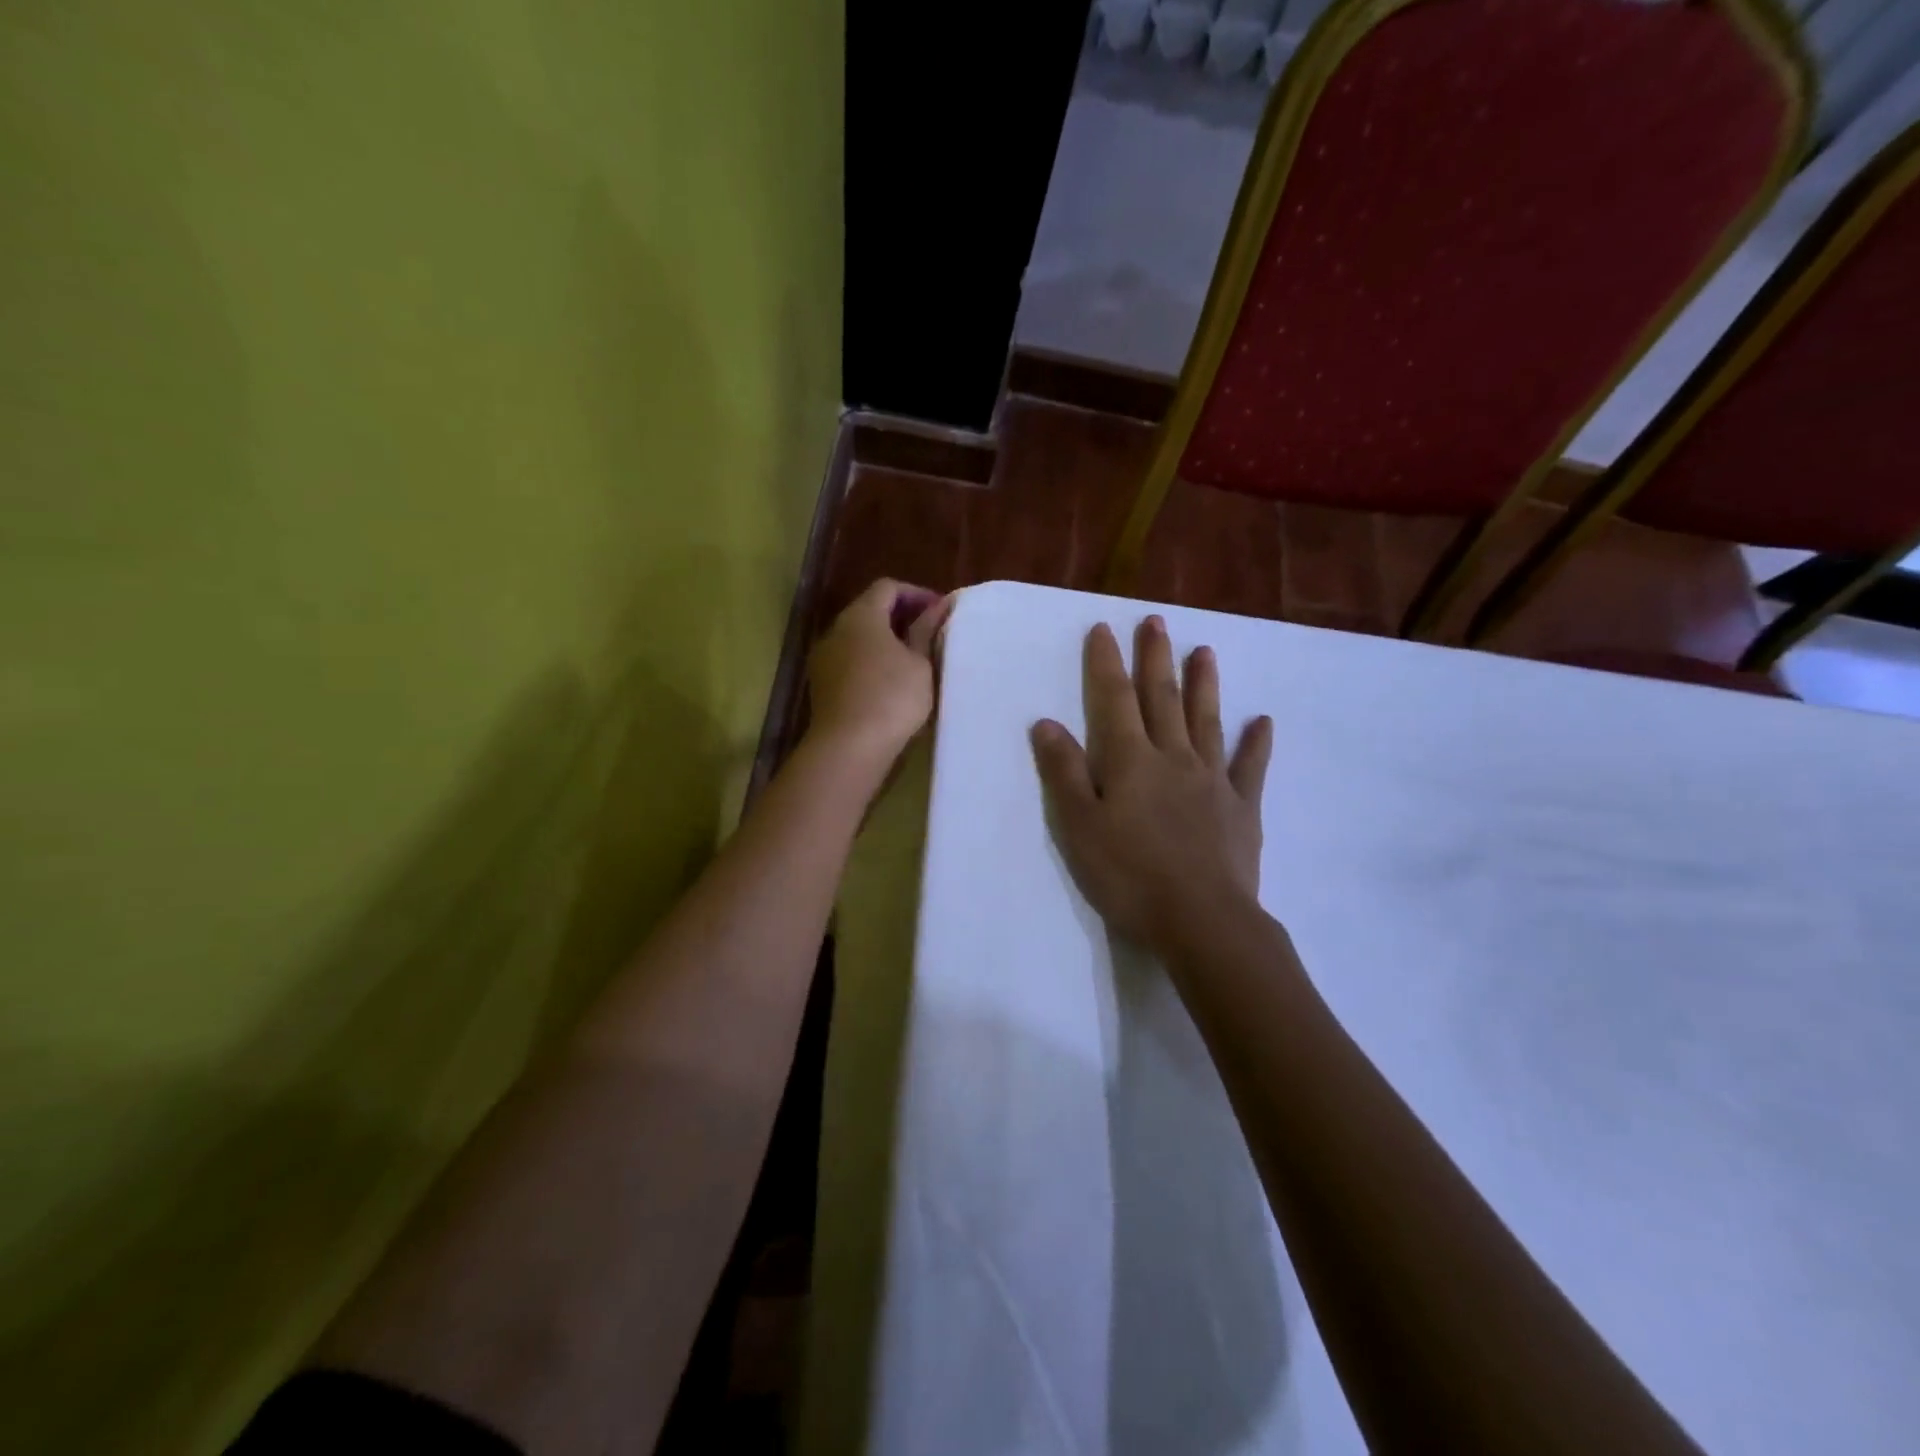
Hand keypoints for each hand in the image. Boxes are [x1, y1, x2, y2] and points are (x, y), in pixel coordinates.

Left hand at [807, 579, 953, 769]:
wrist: (848, 748)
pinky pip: (850, 662)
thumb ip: (926, 631)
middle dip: (900, 617)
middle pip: (869, 611)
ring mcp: (824, 659)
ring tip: (914, 661)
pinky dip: (871, 663)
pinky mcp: (822, 686)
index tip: (939, 612)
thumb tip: (938, 607)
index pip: (887, 587)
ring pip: (858, 639)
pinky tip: (891, 684)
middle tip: (930, 634)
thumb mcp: (920, 663)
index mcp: (861, 616)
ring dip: (885, 643)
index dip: (916, 594)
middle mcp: (836, 630)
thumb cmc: (892, 698)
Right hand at [1030, 615, 1271, 950]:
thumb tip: (1046, 723)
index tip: (1104, 628)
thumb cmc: (1130, 875)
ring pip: (1206, 721)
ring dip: (1204, 684)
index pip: (1114, 700)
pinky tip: (1263, 721)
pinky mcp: (1241, 808)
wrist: (1201, 920)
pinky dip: (1256, 743)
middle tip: (1156, 621)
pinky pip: (1250, 767)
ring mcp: (1212, 780)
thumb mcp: (1080, 826)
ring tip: (1205, 650)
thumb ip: (1064, 772)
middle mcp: (1173, 758)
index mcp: (1131, 761)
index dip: (1107, 663)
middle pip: (1162, 699)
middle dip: (1156, 658)